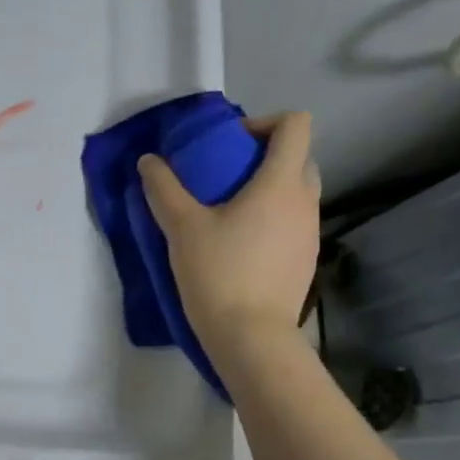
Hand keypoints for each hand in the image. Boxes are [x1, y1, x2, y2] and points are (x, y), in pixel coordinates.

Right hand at [137, 111, 322, 350]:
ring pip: (296, 192)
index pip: (295, 125)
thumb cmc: (218, 274)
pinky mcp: (306, 260)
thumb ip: (163, 189)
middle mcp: (305, 201)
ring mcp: (311, 232)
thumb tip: (149, 161)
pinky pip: (293, 222)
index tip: (230, 144)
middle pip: (298, 157)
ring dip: (268, 190)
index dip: (264, 122)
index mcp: (281, 183)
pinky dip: (272, 219)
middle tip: (226, 177)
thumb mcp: (182, 228)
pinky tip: (241, 246)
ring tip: (229, 214)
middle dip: (264, 156)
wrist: (251, 337)